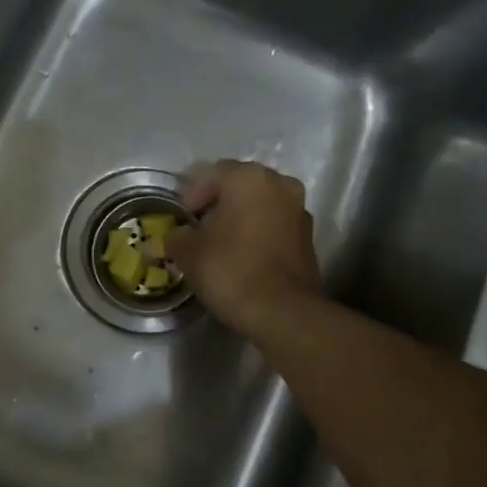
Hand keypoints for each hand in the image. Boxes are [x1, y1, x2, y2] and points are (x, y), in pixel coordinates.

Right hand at [168, 160, 323, 337]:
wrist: (283, 312)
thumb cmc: (231, 270)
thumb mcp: (189, 252)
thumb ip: (178, 235)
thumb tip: (179, 235)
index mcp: (249, 178)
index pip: (211, 174)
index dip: (191, 195)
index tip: (180, 220)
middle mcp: (280, 184)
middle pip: (239, 187)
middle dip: (217, 205)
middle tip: (197, 230)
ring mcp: (299, 210)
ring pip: (260, 205)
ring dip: (239, 218)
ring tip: (219, 245)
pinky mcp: (308, 237)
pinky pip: (274, 225)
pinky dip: (258, 233)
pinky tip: (243, 256)